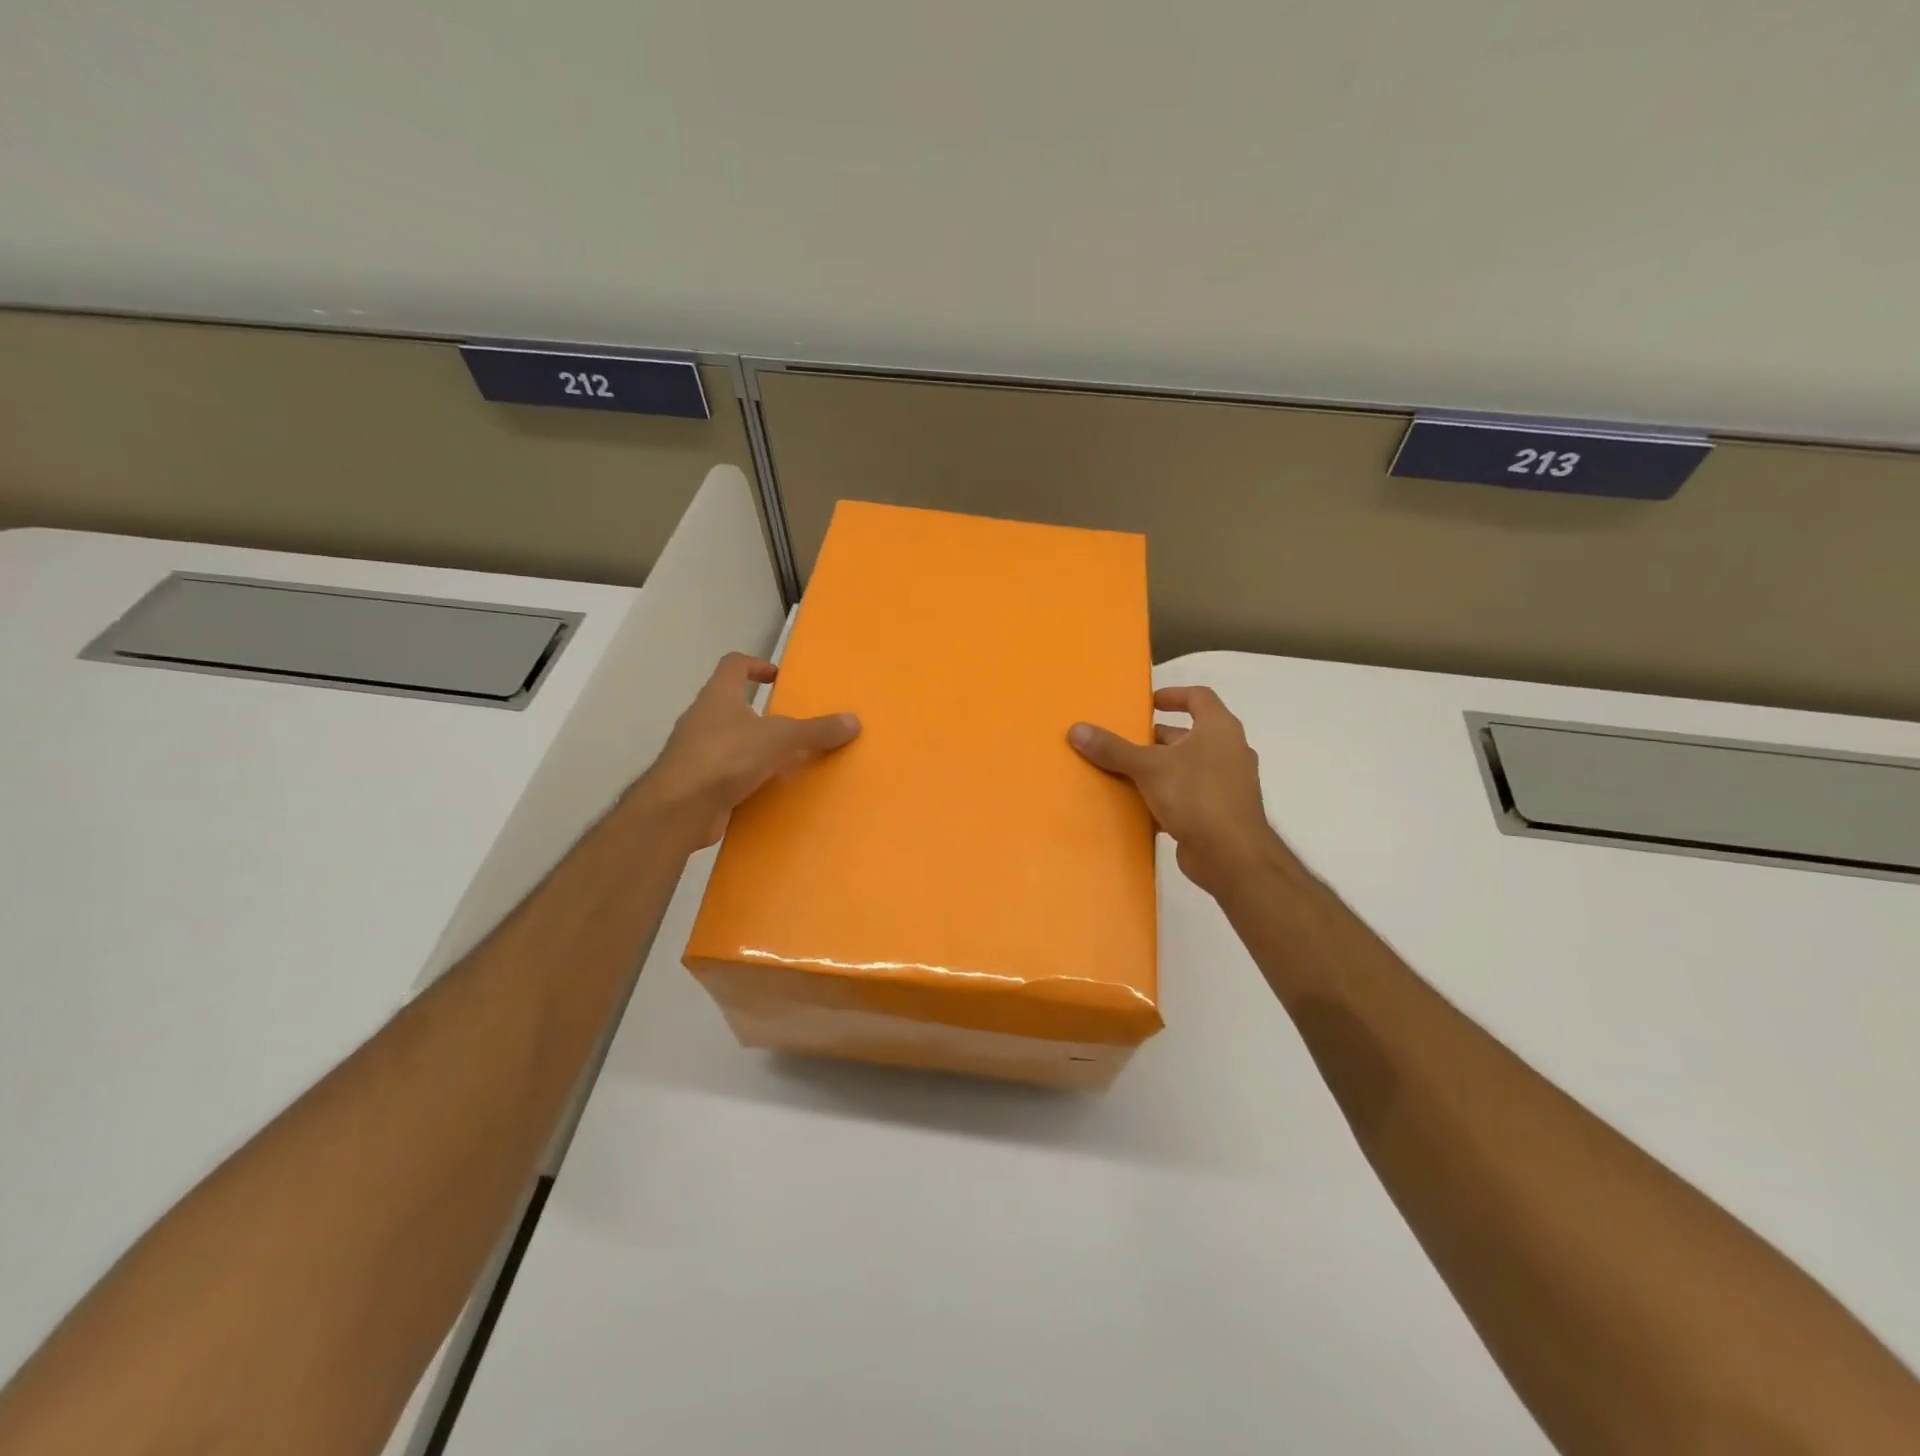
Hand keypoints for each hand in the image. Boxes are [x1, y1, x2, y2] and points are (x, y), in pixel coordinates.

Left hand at [633, 653, 859, 849]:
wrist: (679, 809)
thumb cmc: (726, 757)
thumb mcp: (780, 739)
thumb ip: (816, 730)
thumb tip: (854, 721)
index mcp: (718, 696)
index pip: (733, 665)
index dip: (755, 665)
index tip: (776, 677)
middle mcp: (702, 718)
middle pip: (730, 703)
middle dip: (759, 711)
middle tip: (789, 723)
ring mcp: (695, 751)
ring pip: (728, 739)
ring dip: (753, 746)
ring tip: (784, 758)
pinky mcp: (696, 782)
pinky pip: (726, 771)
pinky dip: (745, 775)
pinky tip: (766, 788)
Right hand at [1069, 686, 1291, 897]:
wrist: (1231, 855)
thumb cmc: (1196, 795)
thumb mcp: (1148, 767)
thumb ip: (1113, 749)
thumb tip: (1076, 729)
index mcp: (1219, 729)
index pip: (1199, 697)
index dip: (1173, 695)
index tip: (1148, 703)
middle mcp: (1228, 751)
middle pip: (1190, 735)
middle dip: (1157, 738)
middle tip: (1125, 741)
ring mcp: (1228, 784)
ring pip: (1188, 767)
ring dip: (1160, 768)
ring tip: (1125, 772)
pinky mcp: (1220, 812)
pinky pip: (1189, 795)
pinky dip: (1167, 796)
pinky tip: (1139, 805)